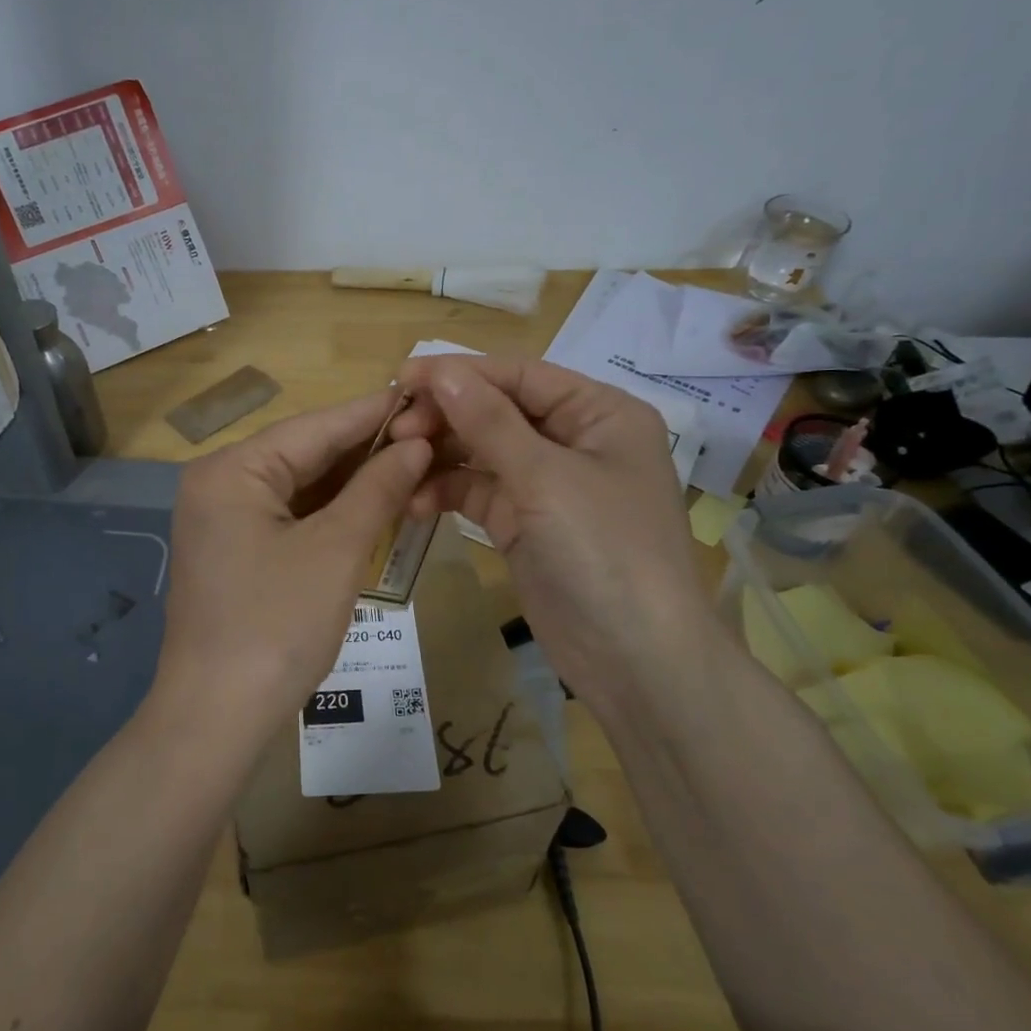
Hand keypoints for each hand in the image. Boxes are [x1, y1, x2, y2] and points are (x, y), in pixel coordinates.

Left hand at [153, 391, 431, 733]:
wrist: (217, 719)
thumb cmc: (276, 627)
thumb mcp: (336, 551)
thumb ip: (377, 489)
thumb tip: (416, 445)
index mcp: (231, 470)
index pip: (315, 427)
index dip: (374, 414)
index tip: (426, 395)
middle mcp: (220, 484)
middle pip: (305, 453)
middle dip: (368, 450)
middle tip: (432, 435)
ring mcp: (224, 520)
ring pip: (301, 487)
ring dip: (354, 482)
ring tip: (416, 464)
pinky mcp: (236, 551)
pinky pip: (290, 517)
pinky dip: (331, 513)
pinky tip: (376, 504)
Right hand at [389, 355, 714, 696]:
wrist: (635, 660)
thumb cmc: (604, 551)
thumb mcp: (545, 478)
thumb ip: (489, 421)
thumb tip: (441, 370)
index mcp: (599, 414)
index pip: (520, 376)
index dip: (461, 373)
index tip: (401, 378)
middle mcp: (574, 441)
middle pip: (498, 411)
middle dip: (446, 418)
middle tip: (395, 430)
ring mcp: (548, 485)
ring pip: (482, 453)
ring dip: (440, 457)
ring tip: (398, 465)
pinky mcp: (525, 524)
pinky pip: (478, 493)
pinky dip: (448, 493)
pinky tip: (417, 504)